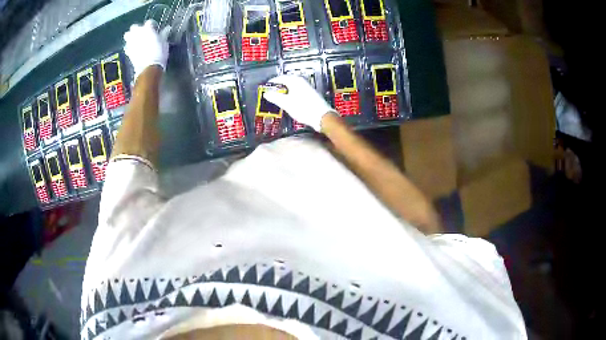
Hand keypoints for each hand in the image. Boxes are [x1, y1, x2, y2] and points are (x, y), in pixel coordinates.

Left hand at [123, 20, 169, 79]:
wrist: (149, 68)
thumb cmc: (159, 53)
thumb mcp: (164, 42)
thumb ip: (164, 34)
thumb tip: (168, 28)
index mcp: (148, 29)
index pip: (149, 22)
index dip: (152, 25)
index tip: (155, 29)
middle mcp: (138, 34)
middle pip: (134, 27)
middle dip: (137, 29)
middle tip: (142, 33)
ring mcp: (132, 43)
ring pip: (127, 36)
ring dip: (130, 36)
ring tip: (134, 39)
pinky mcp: (128, 52)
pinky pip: (126, 47)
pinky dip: (128, 46)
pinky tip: (132, 49)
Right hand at [263, 75, 334, 131]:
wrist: (322, 117)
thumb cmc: (304, 109)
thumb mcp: (286, 103)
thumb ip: (275, 97)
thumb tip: (266, 94)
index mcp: (295, 81)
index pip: (279, 78)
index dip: (271, 83)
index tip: (265, 87)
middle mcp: (301, 81)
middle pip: (285, 81)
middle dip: (277, 87)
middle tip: (270, 93)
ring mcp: (306, 87)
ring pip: (291, 87)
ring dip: (283, 91)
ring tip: (277, 98)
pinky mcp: (309, 94)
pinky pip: (296, 91)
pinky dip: (289, 95)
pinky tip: (287, 102)